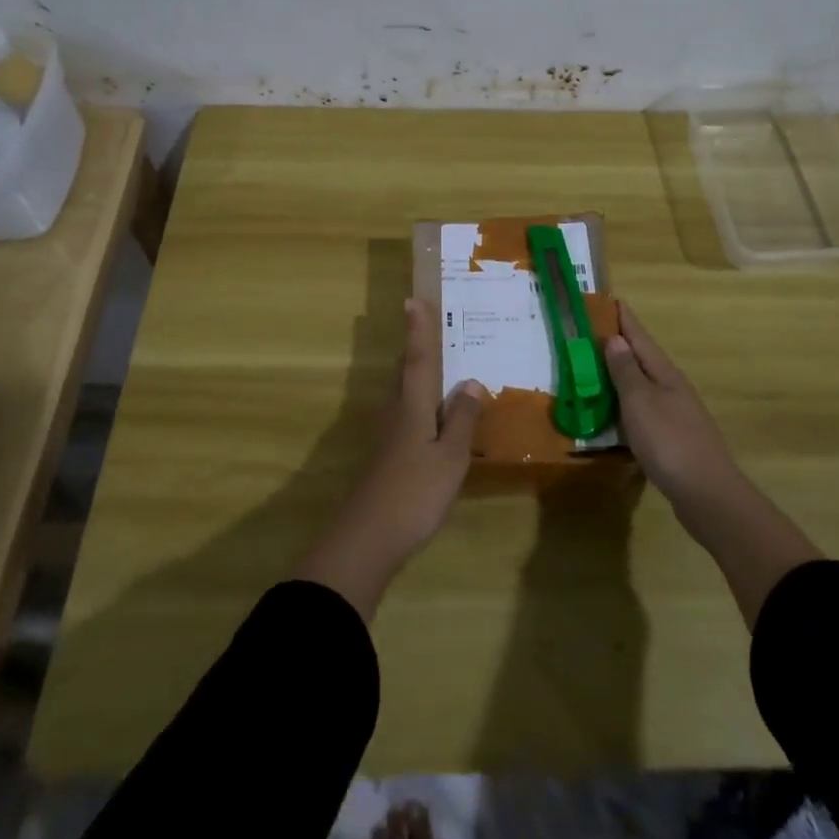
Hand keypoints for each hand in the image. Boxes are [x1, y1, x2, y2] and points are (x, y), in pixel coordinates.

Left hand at [293, 298, 486, 619]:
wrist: (367, 538)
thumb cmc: (415, 492)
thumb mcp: (450, 456)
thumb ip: (462, 419)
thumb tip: (471, 381)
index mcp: (413, 405)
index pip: (418, 358)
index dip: (418, 329)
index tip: (412, 299)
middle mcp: (396, 411)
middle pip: (405, 371)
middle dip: (417, 347)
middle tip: (430, 325)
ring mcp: (388, 434)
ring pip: (404, 392)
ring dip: (417, 374)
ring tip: (439, 364)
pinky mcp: (387, 454)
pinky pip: (406, 414)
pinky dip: (421, 403)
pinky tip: (434, 416)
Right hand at [604, 302, 738, 507]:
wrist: (707, 495)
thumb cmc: (669, 441)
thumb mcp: (640, 402)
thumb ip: (626, 371)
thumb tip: (615, 338)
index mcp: (664, 373)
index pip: (639, 337)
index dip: (623, 318)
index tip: (608, 298)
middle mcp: (671, 387)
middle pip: (642, 358)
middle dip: (619, 343)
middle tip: (591, 331)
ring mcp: (674, 413)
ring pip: (642, 384)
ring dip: (621, 373)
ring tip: (595, 366)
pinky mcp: (672, 438)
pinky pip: (643, 409)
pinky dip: (625, 403)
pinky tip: (613, 411)